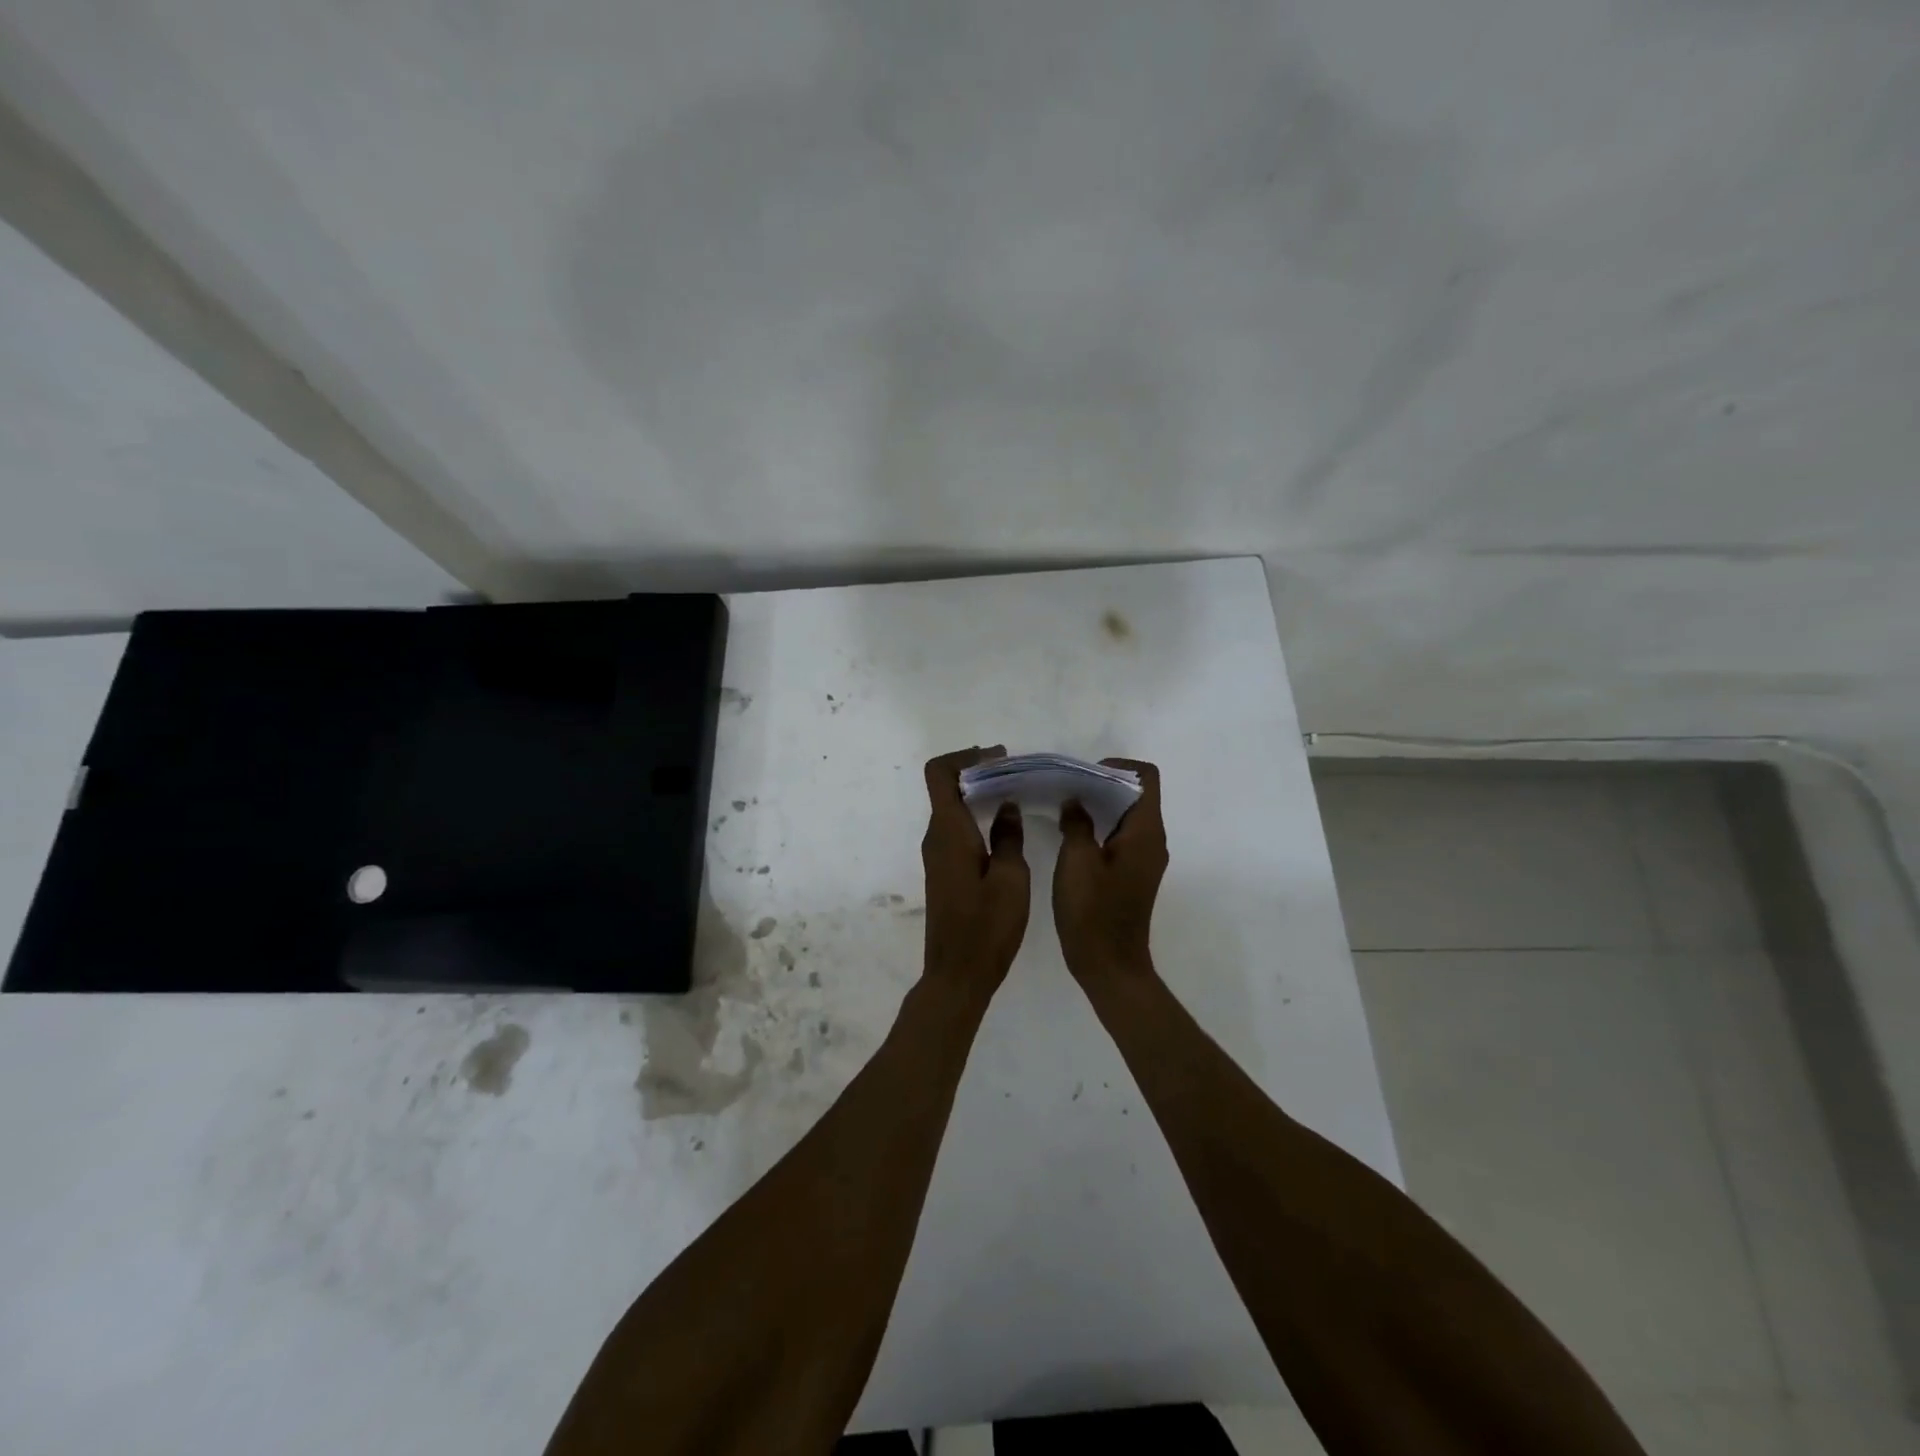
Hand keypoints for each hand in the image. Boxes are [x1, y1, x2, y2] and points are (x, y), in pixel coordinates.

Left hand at [920, 746, 1029, 996]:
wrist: (957, 976)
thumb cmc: (986, 928)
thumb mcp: (1010, 879)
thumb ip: (1009, 837)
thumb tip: (1006, 807)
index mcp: (949, 832)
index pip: (939, 773)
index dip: (965, 756)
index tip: (999, 759)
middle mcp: (936, 838)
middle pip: (946, 787)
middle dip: (978, 772)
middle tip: (1017, 774)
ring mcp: (937, 856)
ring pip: (952, 809)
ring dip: (978, 795)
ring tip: (1016, 796)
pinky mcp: (943, 872)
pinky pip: (956, 830)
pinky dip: (977, 818)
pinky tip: (1005, 829)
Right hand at [1054, 758, 1166, 989]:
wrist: (1109, 965)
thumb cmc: (1093, 911)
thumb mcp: (1076, 861)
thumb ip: (1076, 823)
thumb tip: (1075, 802)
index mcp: (1145, 832)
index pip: (1146, 778)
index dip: (1117, 767)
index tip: (1084, 774)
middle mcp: (1151, 841)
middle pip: (1135, 794)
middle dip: (1102, 784)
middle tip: (1066, 787)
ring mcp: (1144, 859)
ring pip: (1126, 816)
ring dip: (1098, 806)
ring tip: (1063, 806)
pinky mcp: (1132, 875)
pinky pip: (1120, 837)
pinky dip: (1099, 827)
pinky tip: (1070, 834)